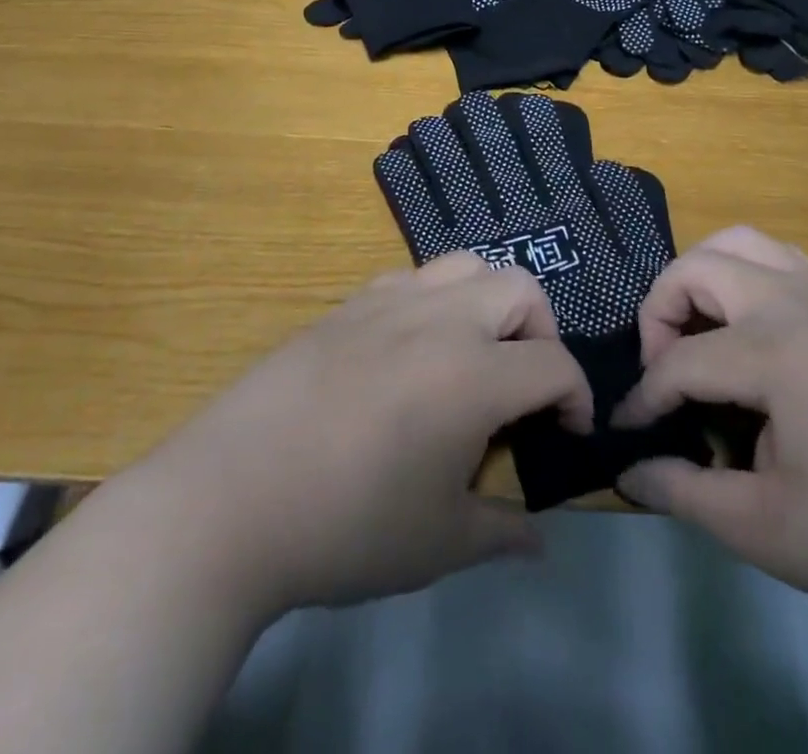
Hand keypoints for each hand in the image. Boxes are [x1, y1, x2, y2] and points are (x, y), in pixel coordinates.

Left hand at [138, 253, 592, 620]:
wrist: (232, 496)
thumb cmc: (347, 526)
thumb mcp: (438, 543)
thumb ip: (502, 532)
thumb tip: (539, 540)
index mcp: (473, 374)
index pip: (554, 363)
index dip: (576, 397)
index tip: (566, 432)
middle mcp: (441, 319)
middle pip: (521, 288)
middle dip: (542, 331)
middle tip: (524, 383)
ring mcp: (391, 300)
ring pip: (467, 265)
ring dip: (489, 301)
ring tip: (474, 351)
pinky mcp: (349, 302)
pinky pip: (413, 277)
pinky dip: (436, 298)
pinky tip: (412, 345)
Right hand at [614, 227, 807, 609]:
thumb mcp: (768, 529)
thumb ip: (686, 493)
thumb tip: (629, 471)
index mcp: (772, 353)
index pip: (679, 360)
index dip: (644, 396)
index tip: (627, 428)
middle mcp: (794, 303)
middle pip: (696, 268)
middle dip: (661, 312)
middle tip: (666, 368)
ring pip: (740, 243)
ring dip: (703, 279)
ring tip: (702, 334)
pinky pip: (779, 257)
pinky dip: (746, 275)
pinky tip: (753, 329)